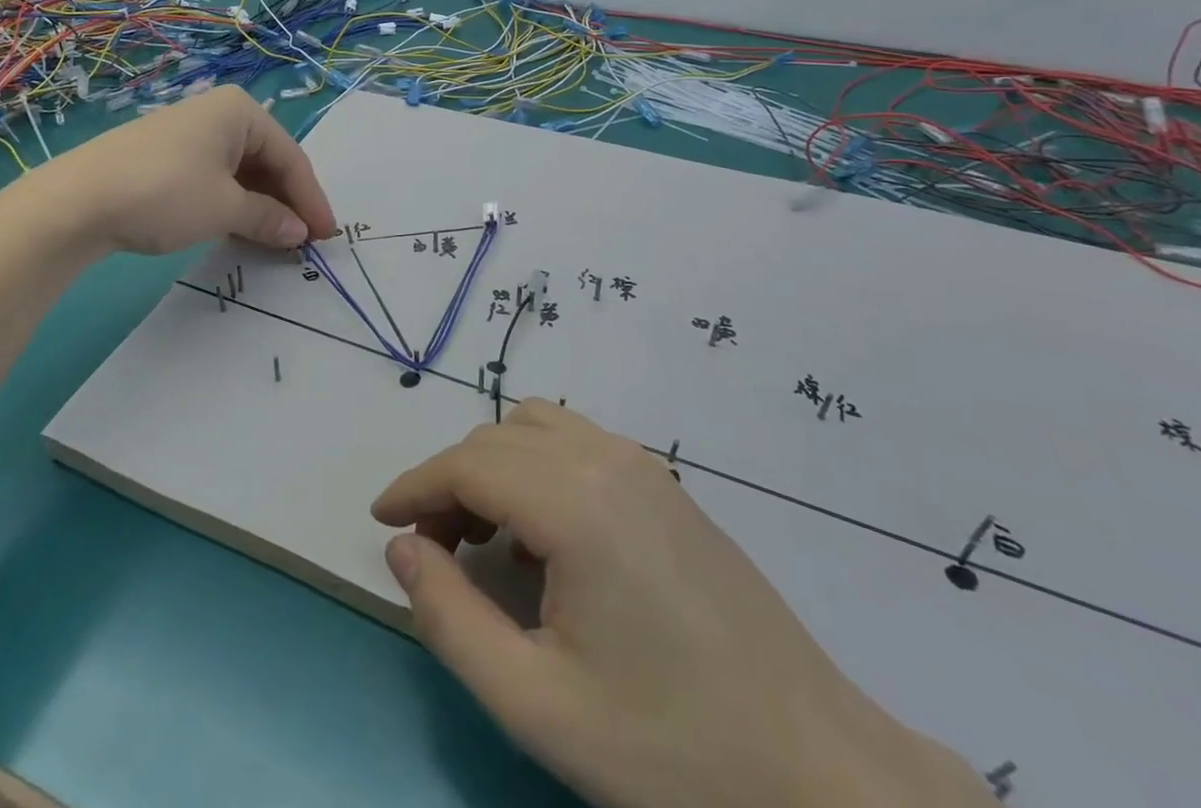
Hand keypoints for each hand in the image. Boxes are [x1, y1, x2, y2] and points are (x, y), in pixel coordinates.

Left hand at [47, 85, 336, 255]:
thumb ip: (268, 218)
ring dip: (260, 206)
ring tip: (274, 240)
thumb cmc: (165, 193)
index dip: (311, 199)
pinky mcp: (166, 155)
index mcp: (240, 111)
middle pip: (267, 161)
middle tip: (302, 241)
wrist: (75, 201)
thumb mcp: (225, 209)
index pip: (290, 157)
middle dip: (286, 202)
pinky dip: (232, 203)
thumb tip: (299, 233)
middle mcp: (218, 113)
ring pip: (241, 171)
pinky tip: (237, 229)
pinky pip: (215, 177)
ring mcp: (189, 133)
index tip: (326, 236)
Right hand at [372, 403, 990, 807]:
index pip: (469, 464)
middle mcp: (608, 458)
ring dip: (493, 465)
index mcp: (576, 501)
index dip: (415, 486)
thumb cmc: (672, 750)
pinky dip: (536, 466)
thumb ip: (451, 618)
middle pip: (498, 438)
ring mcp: (645, 465)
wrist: (820, 774)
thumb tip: (404, 547)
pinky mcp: (667, 485)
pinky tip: (542, 537)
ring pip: (538, 427)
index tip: (381, 520)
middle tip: (428, 546)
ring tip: (479, 538)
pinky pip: (578, 444)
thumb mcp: (536, 704)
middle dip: (449, 481)